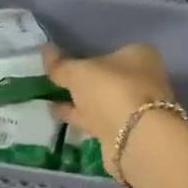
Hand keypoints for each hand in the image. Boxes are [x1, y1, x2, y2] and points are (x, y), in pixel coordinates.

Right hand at [42, 42, 177, 162]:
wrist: (135, 138)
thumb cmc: (111, 90)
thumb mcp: (78, 73)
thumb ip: (60, 64)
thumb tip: (44, 49)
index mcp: (139, 56)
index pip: (112, 51)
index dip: (89, 55)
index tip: (68, 60)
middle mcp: (142, 79)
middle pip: (108, 77)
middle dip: (86, 80)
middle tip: (56, 78)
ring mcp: (135, 107)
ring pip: (103, 99)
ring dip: (80, 99)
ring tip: (49, 96)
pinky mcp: (126, 130)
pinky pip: (97, 117)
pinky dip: (79, 115)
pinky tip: (56, 112)